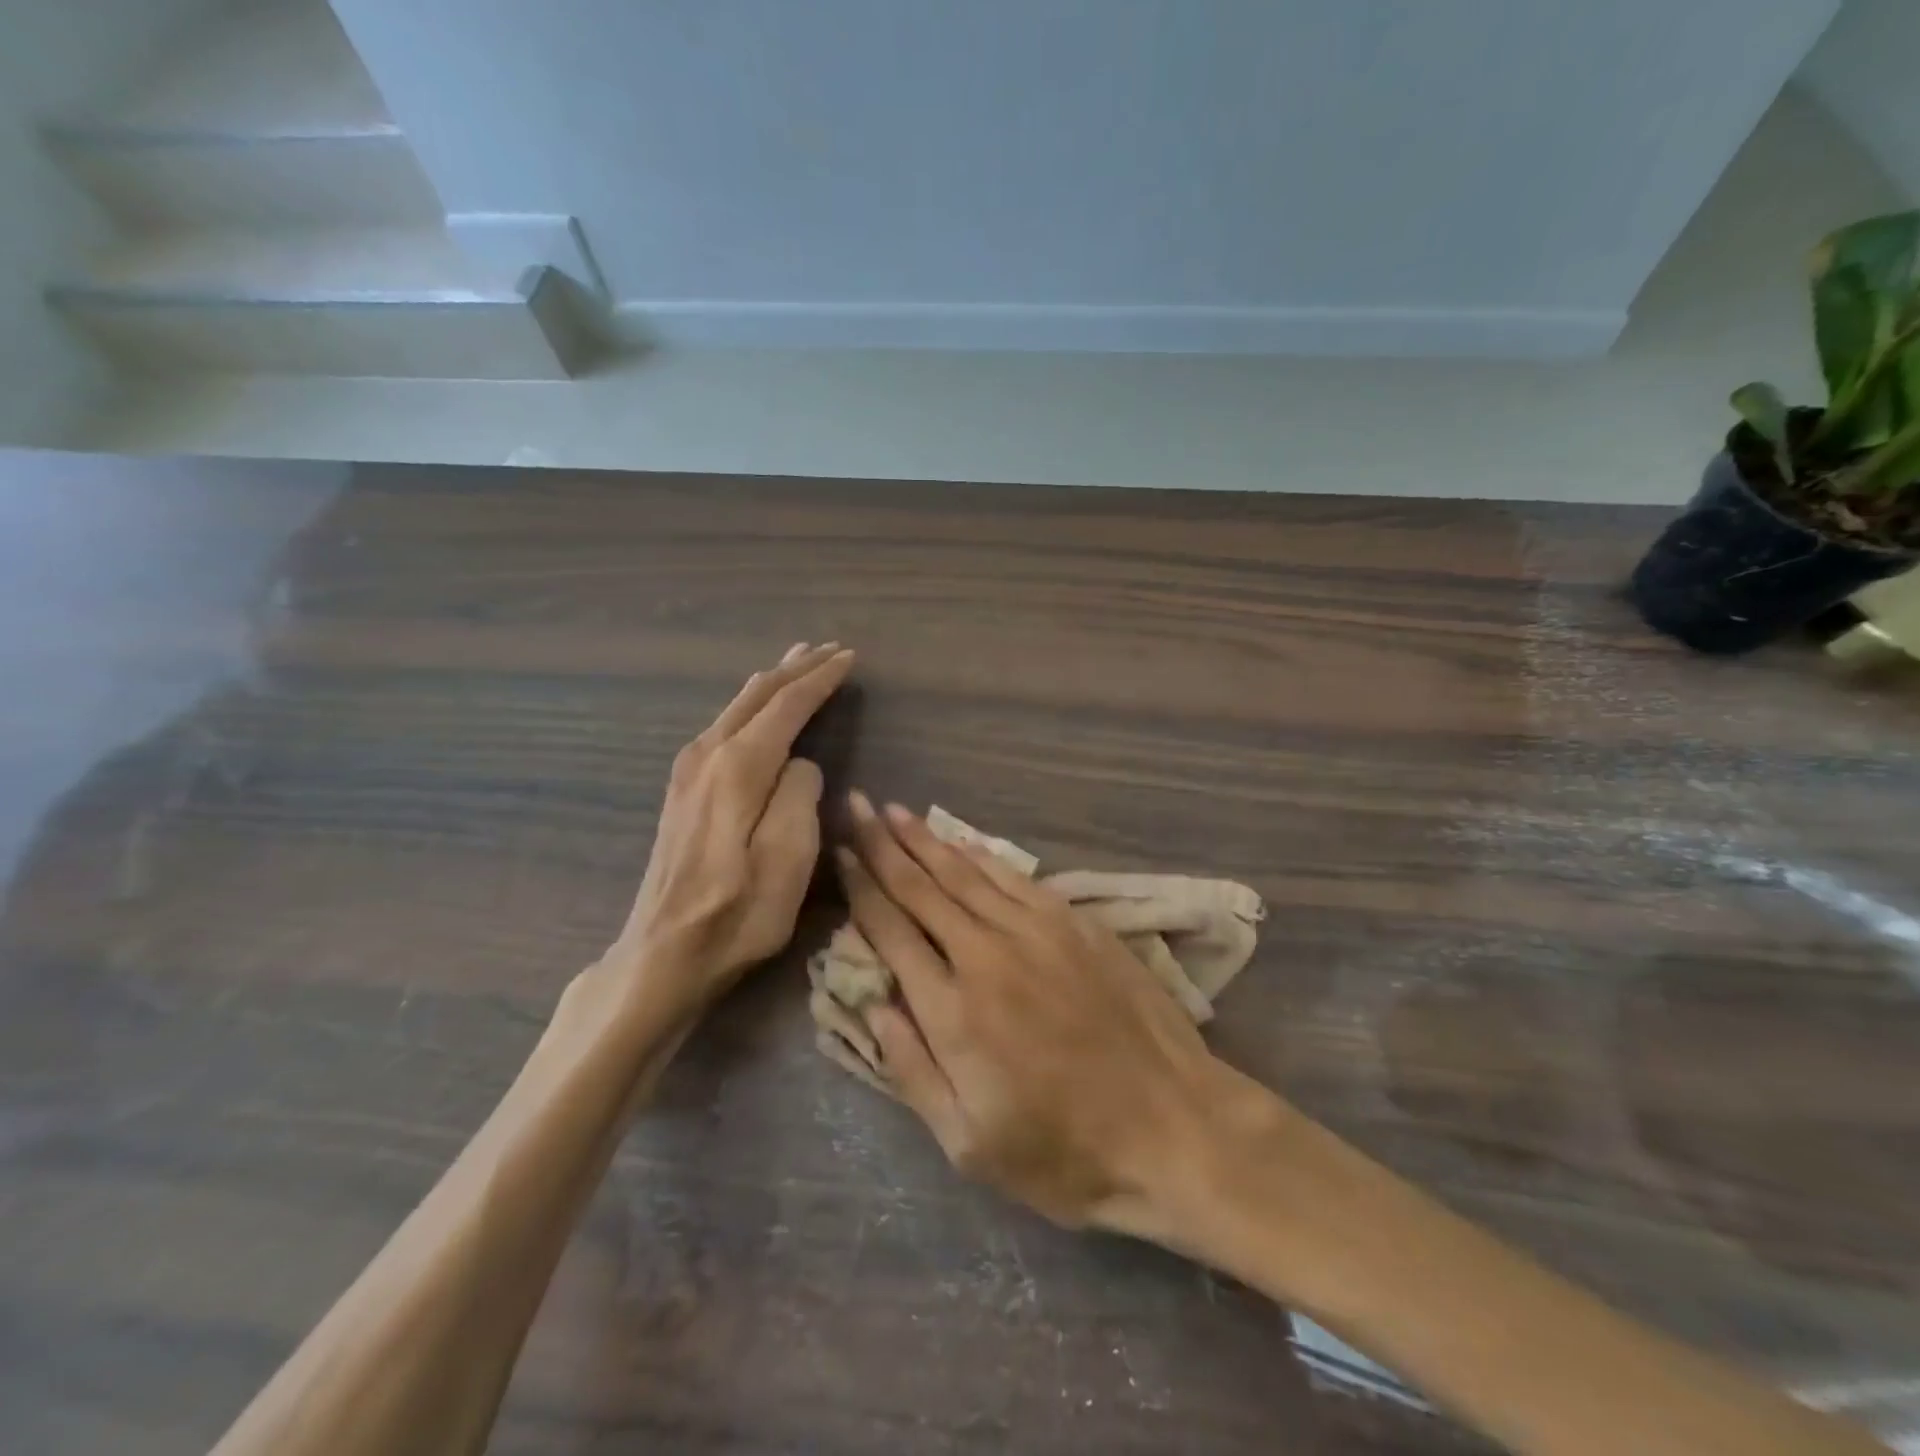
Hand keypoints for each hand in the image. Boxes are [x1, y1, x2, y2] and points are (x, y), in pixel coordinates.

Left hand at [604, 643, 853, 1015]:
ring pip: (737, 706)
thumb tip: (801, 764)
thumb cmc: (737, 913)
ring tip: (798, 663)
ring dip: (772, 682)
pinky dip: (752, 705)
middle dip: (795, 668)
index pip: (787, 705)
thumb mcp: (789, 860)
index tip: (849, 658)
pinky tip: (759, 708)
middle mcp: (708, 754)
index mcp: (739, 767)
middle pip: (757, 695)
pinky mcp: (682, 789)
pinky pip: (725, 725)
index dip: (820, 679)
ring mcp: (688, 770)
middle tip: (828, 648)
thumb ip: (801, 796)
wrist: (662, 953)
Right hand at [836, 795, 1270, 1235]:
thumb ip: (912, 1070)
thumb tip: (873, 1005)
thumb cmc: (1066, 1153)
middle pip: (922, 888)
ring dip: (926, 840)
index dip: (861, 890)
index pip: (892, 932)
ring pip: (966, 873)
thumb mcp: (970, 1145)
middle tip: (856, 805)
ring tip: (894, 811)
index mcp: (953, 1012)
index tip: (840, 854)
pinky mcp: (1075, 925)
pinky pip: (1014, 878)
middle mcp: (987, 957)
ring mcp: (1036, 933)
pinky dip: (980, 855)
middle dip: (882, 845)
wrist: (1174, 1128)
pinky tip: (960, 840)